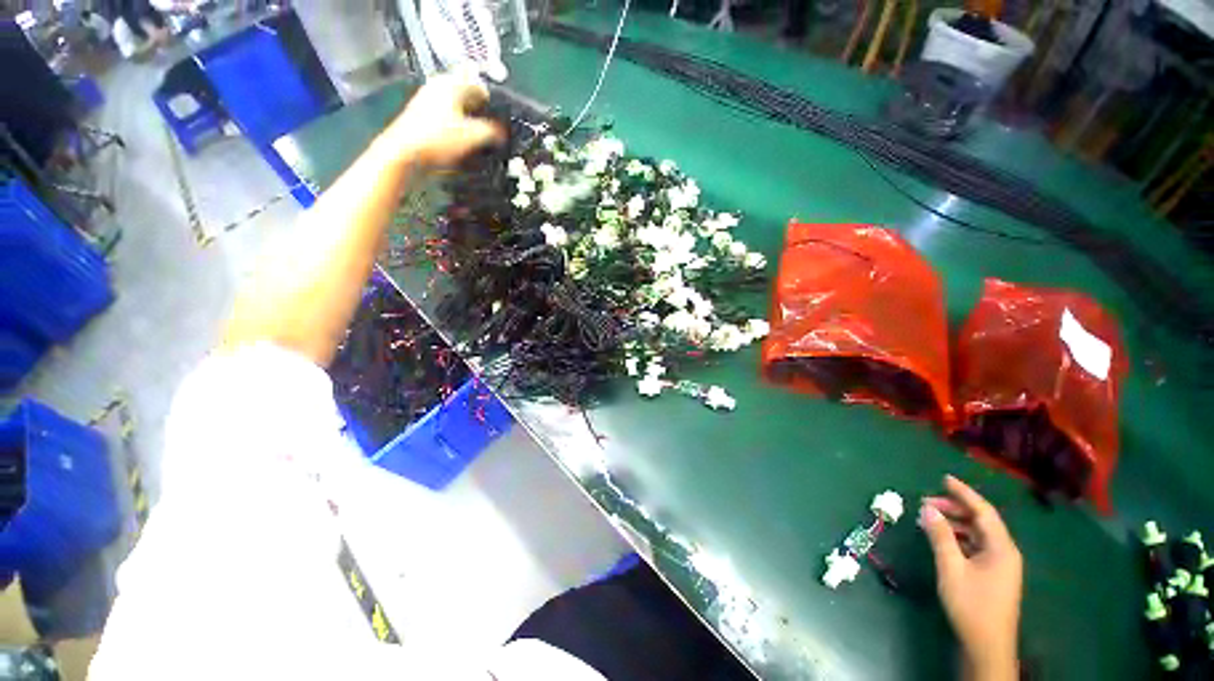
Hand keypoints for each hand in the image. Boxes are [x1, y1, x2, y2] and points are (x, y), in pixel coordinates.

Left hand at [380, 68, 504, 168]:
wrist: (406, 154)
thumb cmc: (438, 139)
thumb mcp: (474, 136)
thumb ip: (493, 132)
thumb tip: (502, 133)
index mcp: (451, 84)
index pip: (479, 86)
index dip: (493, 102)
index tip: (501, 118)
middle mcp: (437, 88)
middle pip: (466, 97)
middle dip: (481, 113)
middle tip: (492, 131)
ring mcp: (427, 103)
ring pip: (456, 110)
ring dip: (469, 124)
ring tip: (479, 141)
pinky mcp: (422, 120)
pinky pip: (447, 122)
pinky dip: (457, 131)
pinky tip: (462, 147)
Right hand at [919, 476, 1021, 680]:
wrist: (987, 645)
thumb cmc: (971, 604)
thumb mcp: (951, 568)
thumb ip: (941, 536)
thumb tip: (928, 508)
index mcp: (1001, 547)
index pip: (983, 511)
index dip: (964, 493)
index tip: (944, 478)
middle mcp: (1004, 552)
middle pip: (980, 521)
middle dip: (955, 508)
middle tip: (926, 503)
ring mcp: (1000, 564)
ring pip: (977, 534)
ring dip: (954, 524)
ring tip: (929, 520)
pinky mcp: (993, 575)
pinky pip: (975, 546)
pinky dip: (958, 538)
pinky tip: (941, 539)